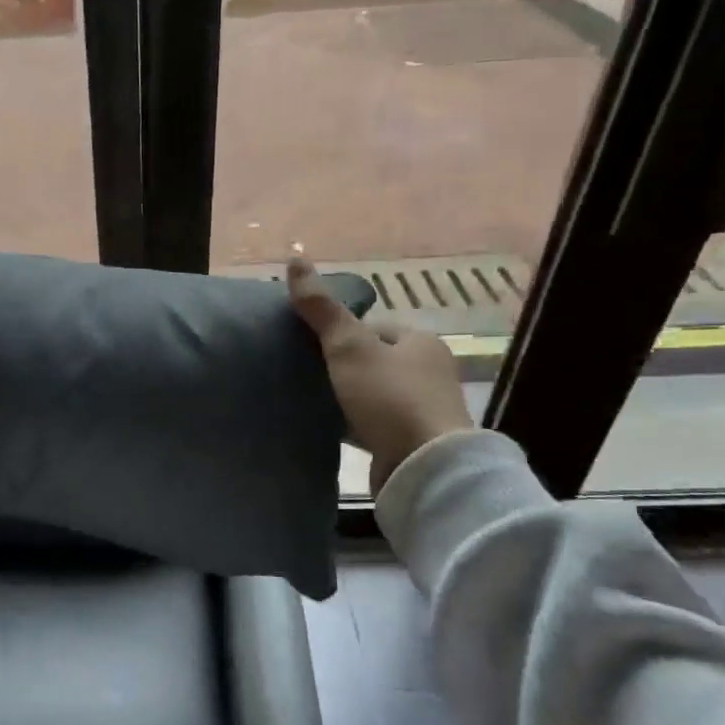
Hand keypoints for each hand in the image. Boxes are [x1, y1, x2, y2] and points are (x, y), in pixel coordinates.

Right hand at [287, 257, 473, 494]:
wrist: (425, 467)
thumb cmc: (389, 397)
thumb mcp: (349, 347)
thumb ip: (322, 309)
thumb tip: (296, 258)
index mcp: (420, 341)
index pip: (373, 328)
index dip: (340, 335)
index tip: (310, 349)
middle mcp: (428, 371)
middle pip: (373, 361)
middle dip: (342, 367)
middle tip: (306, 375)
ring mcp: (423, 409)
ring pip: (373, 394)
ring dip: (348, 398)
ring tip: (313, 403)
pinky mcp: (413, 441)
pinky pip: (376, 424)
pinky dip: (355, 425)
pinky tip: (331, 429)